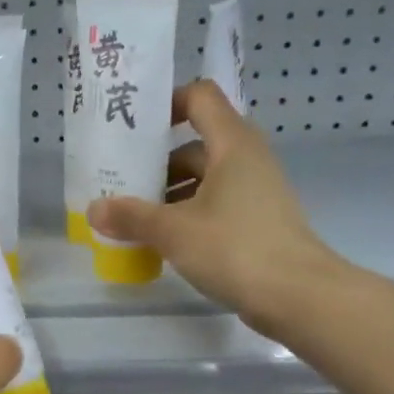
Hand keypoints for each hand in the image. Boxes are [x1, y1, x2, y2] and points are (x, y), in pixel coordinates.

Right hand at [88, 79, 344, 337]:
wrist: (299, 296)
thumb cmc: (235, 248)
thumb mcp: (173, 231)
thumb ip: (131, 217)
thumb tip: (94, 209)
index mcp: (232, 144)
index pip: (200, 97)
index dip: (167, 104)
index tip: (134, 127)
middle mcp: (247, 159)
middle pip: (195, 144)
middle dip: (156, 162)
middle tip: (119, 180)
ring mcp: (255, 192)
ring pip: (203, 179)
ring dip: (168, 193)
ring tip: (131, 215)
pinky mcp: (257, 222)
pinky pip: (214, 205)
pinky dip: (186, 214)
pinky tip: (160, 239)